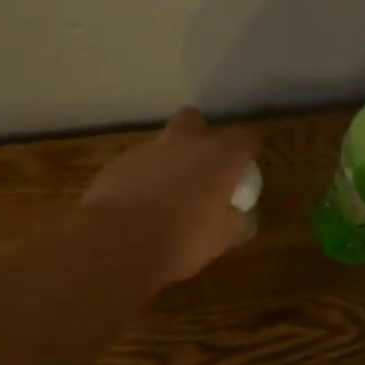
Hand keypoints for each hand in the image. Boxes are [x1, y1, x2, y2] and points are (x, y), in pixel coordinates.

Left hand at [82, 109, 259, 288]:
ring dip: (169, 161)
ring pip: (163, 143)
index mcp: (220, 157)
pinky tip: (138, 204)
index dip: (247, 150)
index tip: (244, 168)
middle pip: (196, 121)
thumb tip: (237, 215)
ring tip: (166, 195)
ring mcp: (148, 149)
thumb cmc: (180, 241)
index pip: (246, 137)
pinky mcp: (118, 162)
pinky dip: (142, 177)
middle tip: (202, 168)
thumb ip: (234, 221)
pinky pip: (138, 163)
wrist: (117, 243)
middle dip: (200, 138)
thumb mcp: (220, 240)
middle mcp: (186, 142)